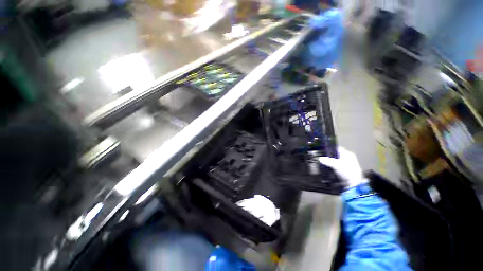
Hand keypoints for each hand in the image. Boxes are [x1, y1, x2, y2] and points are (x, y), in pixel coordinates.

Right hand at [319, 147, 366, 188]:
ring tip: (324, 162)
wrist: (354, 184)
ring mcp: (347, 164)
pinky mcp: (345, 169)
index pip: (337, 148)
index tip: (322, 151)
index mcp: (348, 154)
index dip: (329, 149)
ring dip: (330, 161)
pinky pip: (336, 165)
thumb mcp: (336, 165)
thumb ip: (327, 161)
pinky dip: (332, 165)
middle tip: (322, 157)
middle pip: (335, 154)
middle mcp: (348, 158)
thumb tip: (320, 158)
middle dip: (329, 156)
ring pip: (336, 160)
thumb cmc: (347, 172)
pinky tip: (328, 167)